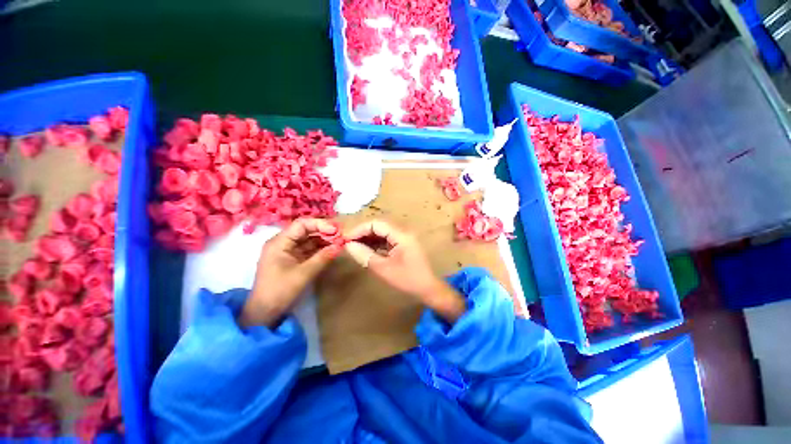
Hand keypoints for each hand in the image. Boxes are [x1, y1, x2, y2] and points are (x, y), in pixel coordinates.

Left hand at [240, 218, 342, 327]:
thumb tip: (340, 245)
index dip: (320, 224)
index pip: (301, 224)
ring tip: (339, 242)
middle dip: (324, 232)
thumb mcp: (304, 274)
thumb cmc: (280, 291)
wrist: (265, 314)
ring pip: (309, 239)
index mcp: (279, 242)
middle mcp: (283, 243)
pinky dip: (320, 249)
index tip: (336, 231)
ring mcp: (288, 251)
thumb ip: (323, 258)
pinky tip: (332, 250)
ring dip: (324, 240)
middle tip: (341, 237)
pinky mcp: (293, 259)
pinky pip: (309, 249)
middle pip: (306, 230)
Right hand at [343, 220, 465, 322]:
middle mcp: (403, 231)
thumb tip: (348, 246)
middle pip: (378, 226)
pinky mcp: (403, 243)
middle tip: (348, 243)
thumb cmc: (408, 279)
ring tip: (354, 247)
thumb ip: (365, 255)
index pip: (376, 224)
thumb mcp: (383, 269)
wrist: (428, 288)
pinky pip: (386, 239)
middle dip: (362, 233)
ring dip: (368, 238)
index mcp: (401, 234)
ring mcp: (404, 237)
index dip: (359, 230)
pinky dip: (375, 244)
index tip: (345, 239)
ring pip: (382, 232)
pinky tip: (366, 250)